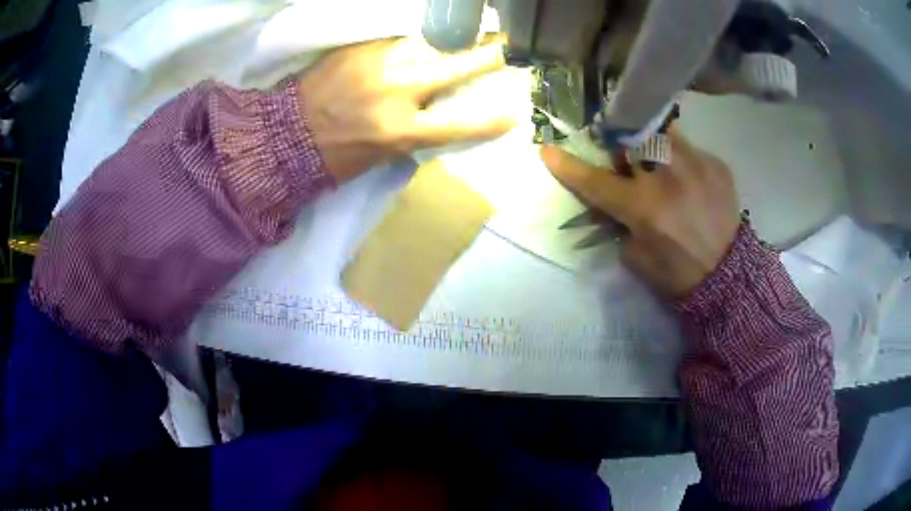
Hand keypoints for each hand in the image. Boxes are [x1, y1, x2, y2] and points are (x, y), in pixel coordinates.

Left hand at [298, 36, 513, 182]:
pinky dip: (411, 45)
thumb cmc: (336, 155)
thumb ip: (415, 129)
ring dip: (445, 45)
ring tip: (456, 43)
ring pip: (427, 45)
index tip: (513, 113)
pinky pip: (396, 41)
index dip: (491, 120)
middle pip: (454, 66)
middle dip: (484, 56)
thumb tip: (439, 109)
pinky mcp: (359, 50)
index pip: (460, 124)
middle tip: (501, 47)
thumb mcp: (382, 152)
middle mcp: (395, 92)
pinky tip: (415, 46)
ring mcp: (377, 65)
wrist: (286, 136)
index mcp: (400, 131)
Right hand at [541, 129, 740, 297]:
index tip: (547, 150)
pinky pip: (690, 149)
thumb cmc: (678, 273)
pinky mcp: (717, 165)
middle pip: (632, 137)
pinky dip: (684, 161)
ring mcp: (696, 165)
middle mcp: (668, 177)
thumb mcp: (636, 257)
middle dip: (623, 141)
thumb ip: (620, 222)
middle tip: (628, 156)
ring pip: (663, 131)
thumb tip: (614, 198)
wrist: (729, 276)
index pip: (596, 181)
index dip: (568, 166)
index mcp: (644, 207)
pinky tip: (692, 183)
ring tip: (662, 161)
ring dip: (654, 143)